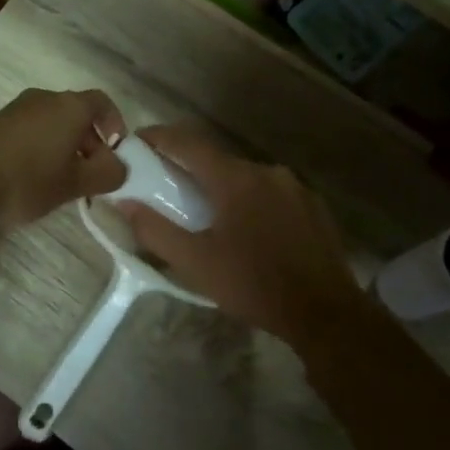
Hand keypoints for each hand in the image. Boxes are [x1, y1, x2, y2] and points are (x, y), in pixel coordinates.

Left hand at [0, 88, 127, 227]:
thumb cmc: (29, 178)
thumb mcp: (75, 183)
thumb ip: (106, 175)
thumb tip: (120, 168)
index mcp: (70, 106)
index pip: (103, 103)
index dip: (115, 125)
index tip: (116, 153)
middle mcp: (45, 98)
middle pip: (77, 114)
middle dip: (90, 143)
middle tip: (91, 176)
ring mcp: (17, 109)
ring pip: (53, 123)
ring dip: (65, 148)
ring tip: (63, 182)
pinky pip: (31, 130)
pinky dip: (42, 149)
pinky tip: (34, 179)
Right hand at [113, 126, 374, 347]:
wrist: (325, 312)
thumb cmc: (254, 285)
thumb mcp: (196, 263)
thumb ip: (155, 230)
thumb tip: (124, 203)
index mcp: (235, 179)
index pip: (188, 143)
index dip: (159, 137)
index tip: (138, 142)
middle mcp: (267, 171)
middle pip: (218, 160)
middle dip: (190, 168)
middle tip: (168, 187)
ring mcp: (295, 187)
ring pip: (247, 177)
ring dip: (223, 187)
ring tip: (209, 214)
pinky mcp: (314, 205)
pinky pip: (272, 192)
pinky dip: (251, 201)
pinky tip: (248, 229)